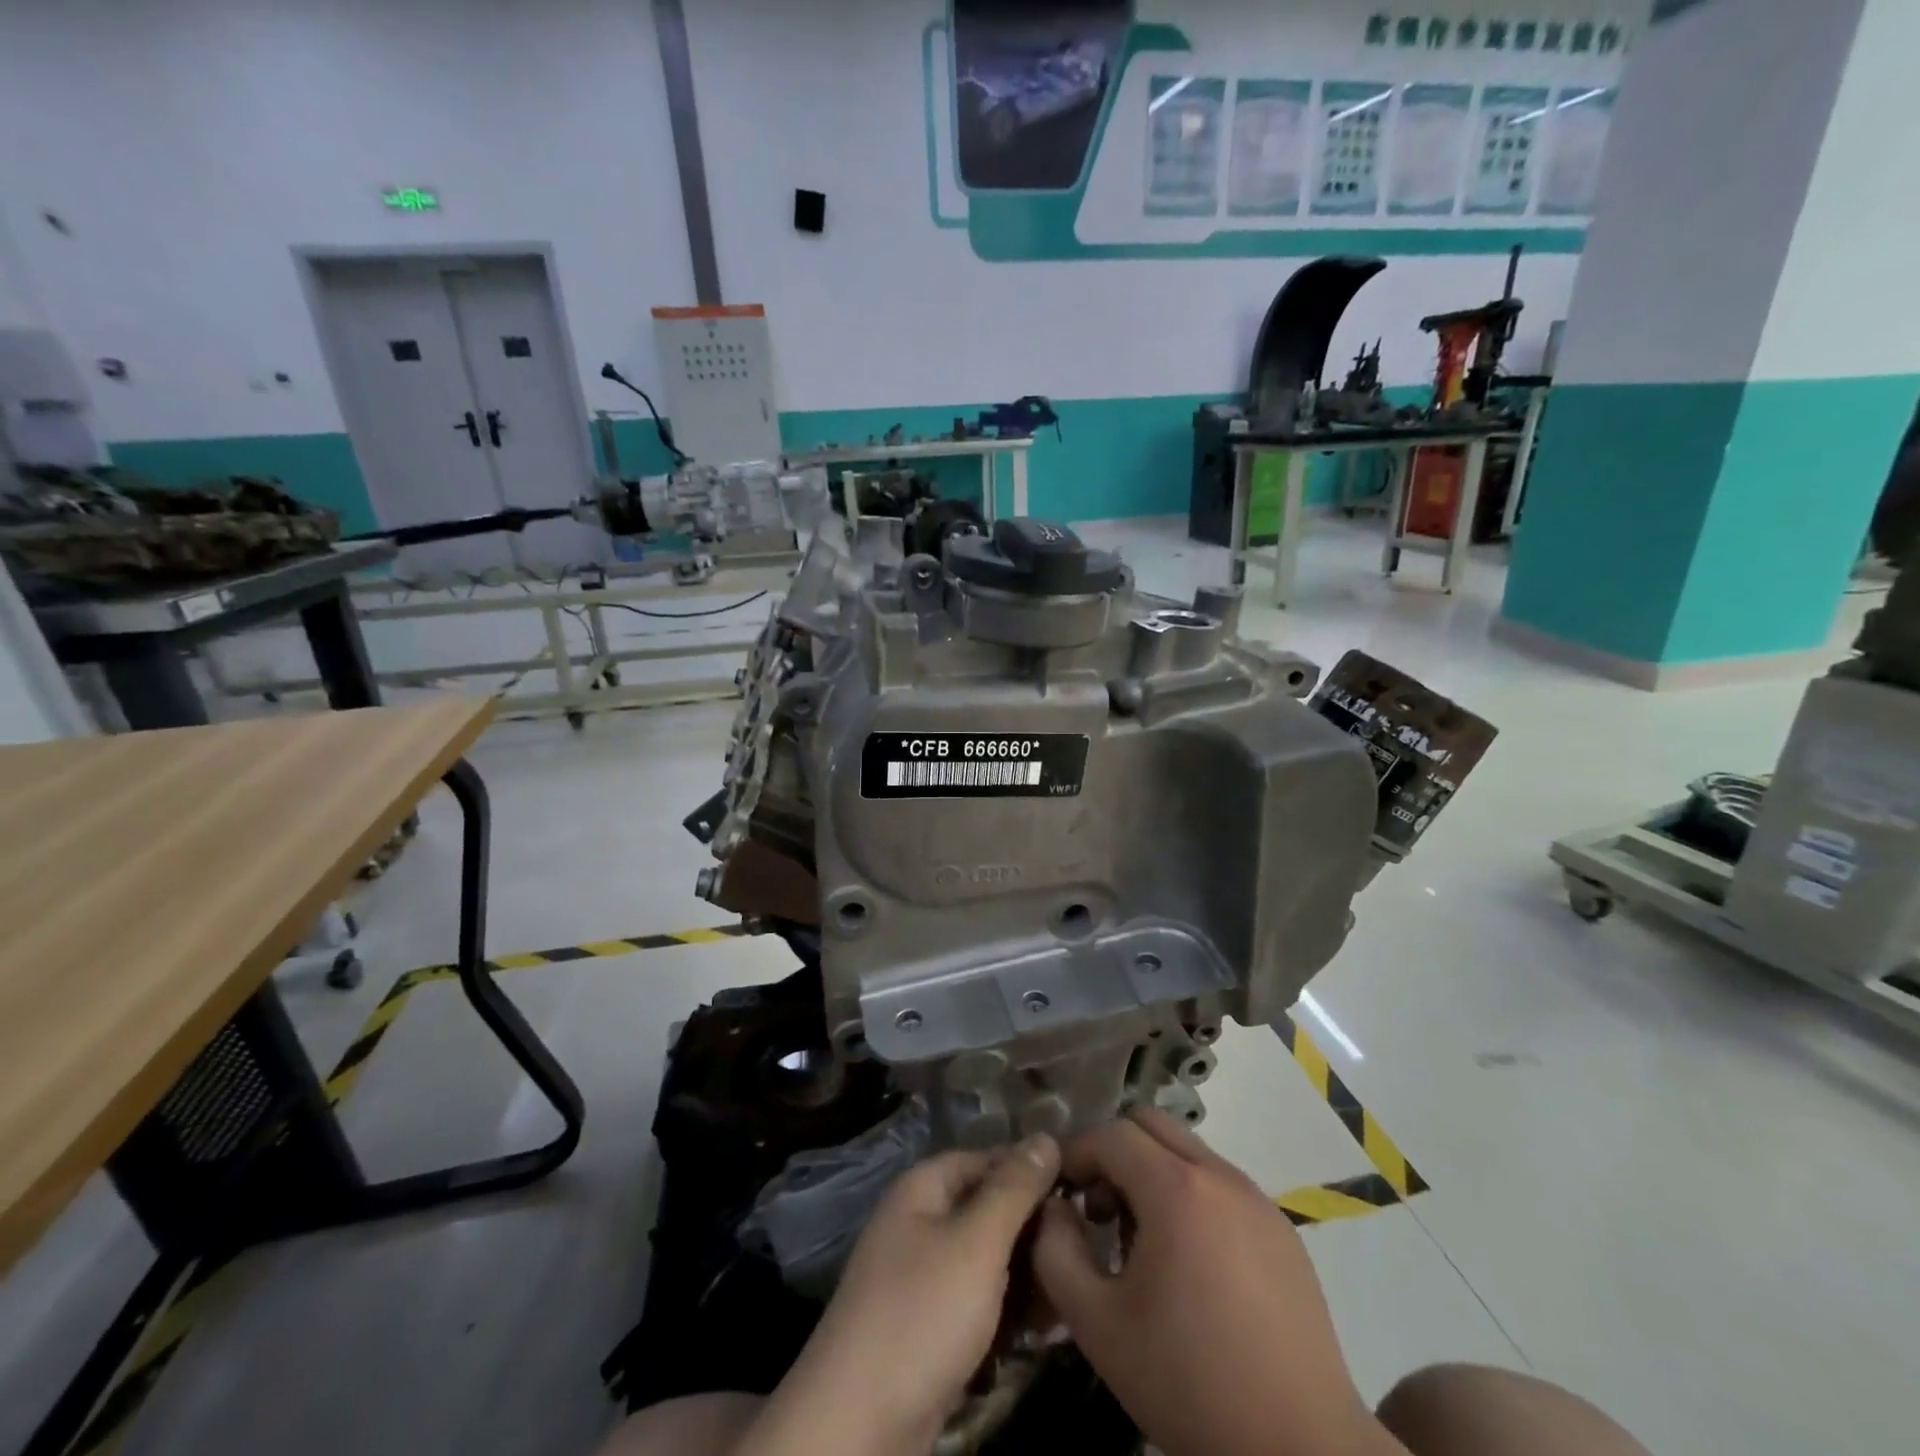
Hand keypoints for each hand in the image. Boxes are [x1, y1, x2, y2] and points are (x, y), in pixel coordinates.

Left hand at [739, 1133, 1060, 1455]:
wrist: (857, 1425)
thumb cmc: (923, 1313)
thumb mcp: (977, 1242)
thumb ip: (1014, 1189)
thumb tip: (1046, 1136)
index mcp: (923, 1188)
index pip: (986, 1158)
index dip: (1029, 1170)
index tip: (1079, 1191)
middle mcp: (920, 1222)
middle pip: (987, 1209)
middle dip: (1033, 1230)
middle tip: (1080, 1253)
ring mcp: (921, 1277)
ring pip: (987, 1260)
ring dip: (1026, 1275)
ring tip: (1067, 1297)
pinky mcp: (927, 1327)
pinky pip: (977, 1301)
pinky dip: (1007, 1311)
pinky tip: (1042, 1330)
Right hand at [1033, 1108, 1401, 1455]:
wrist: (1301, 1448)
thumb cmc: (1189, 1381)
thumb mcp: (1098, 1324)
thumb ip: (1056, 1253)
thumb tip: (1054, 1209)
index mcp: (1176, 1187)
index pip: (1111, 1133)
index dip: (1076, 1152)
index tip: (1060, 1191)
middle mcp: (1219, 1175)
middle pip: (1151, 1124)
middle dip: (1114, 1151)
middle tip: (1098, 1207)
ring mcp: (1257, 1198)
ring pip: (1187, 1150)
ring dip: (1152, 1171)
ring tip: (1140, 1239)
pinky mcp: (1281, 1228)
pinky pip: (1220, 1183)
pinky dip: (1189, 1194)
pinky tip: (1189, 1261)